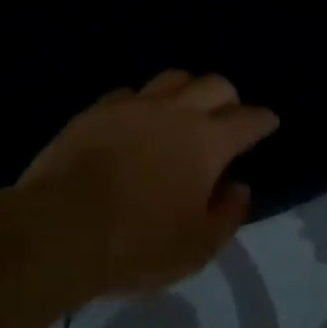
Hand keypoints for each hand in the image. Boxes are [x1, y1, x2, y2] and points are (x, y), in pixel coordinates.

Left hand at [20, 70, 279, 296]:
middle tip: (227, 117)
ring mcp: (133, 106)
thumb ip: (227, 215)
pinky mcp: (96, 111)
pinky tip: (137, 121)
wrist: (58, 231)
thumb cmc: (137, 245)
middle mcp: (175, 112)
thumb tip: (238, 187)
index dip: (263, 121)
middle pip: (214, 85)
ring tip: (183, 111)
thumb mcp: (196, 248)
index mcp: (208, 142)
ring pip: (172, 78)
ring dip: (187, 91)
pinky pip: (129, 93)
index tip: (268, 123)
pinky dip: (143, 103)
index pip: (248, 119)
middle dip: (228, 98)